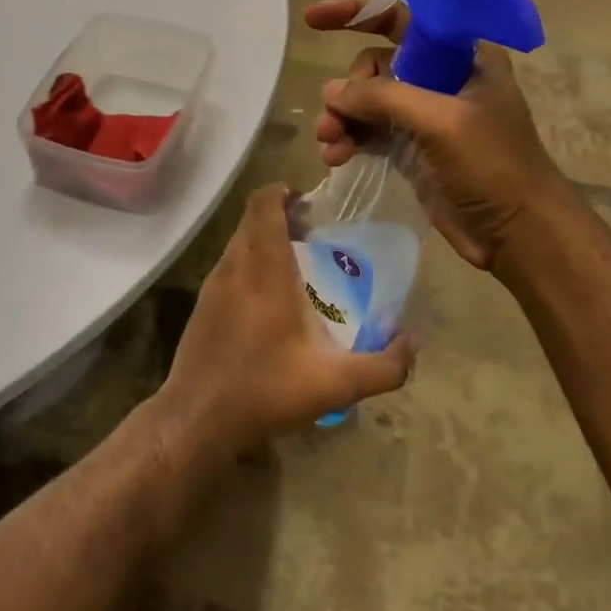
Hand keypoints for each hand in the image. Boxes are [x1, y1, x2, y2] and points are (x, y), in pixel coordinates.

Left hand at [158, 185, 416, 455]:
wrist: (198, 418)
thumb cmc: (267, 389)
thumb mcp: (336, 384)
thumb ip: (384, 365)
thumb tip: (412, 342)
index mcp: (264, 267)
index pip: (264, 202)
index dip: (284, 192)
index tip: (310, 204)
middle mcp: (234, 264)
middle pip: (252, 218)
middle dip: (281, 216)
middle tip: (313, 236)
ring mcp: (213, 284)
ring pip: (239, 243)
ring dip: (264, 241)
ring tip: (297, 268)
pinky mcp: (202, 305)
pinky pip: (229, 267)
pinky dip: (249, 265)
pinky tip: (269, 303)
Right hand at [304, 0, 558, 272]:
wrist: (519, 235)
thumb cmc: (493, 167)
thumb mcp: (441, 122)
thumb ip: (383, 97)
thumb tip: (332, 92)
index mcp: (462, 57)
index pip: (402, 19)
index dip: (358, 14)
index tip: (314, 19)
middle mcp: (442, 79)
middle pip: (376, 65)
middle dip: (349, 89)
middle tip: (333, 119)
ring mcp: (426, 117)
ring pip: (368, 102)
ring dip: (343, 118)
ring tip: (329, 144)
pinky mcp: (413, 150)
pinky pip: (369, 132)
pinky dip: (350, 139)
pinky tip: (335, 157)